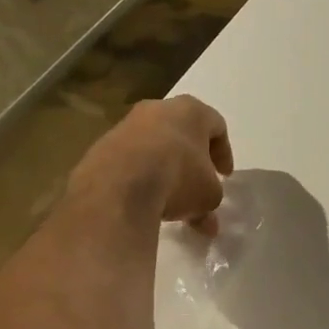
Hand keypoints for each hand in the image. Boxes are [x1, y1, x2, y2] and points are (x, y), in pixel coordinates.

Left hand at [69, 96, 234, 230]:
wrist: (120, 184)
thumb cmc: (179, 177)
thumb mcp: (209, 194)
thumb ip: (211, 200)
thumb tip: (206, 220)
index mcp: (191, 111)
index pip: (217, 126)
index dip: (224, 153)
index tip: (225, 176)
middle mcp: (157, 109)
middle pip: (182, 136)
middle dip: (192, 165)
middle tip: (198, 189)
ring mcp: (126, 126)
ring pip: (154, 150)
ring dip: (166, 174)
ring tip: (171, 205)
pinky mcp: (103, 147)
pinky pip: (130, 163)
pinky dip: (141, 179)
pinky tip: (145, 202)